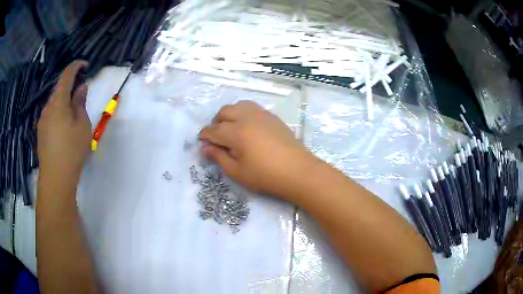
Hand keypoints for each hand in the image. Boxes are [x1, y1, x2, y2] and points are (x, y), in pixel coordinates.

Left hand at [38, 61, 90, 185]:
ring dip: (64, 102)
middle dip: (70, 87)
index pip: (66, 75)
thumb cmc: (71, 150)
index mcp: (58, 102)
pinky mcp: (41, 133)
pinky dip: (58, 113)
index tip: (85, 65)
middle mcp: (47, 108)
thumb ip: (80, 103)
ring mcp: (42, 121)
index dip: (76, 66)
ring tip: (73, 115)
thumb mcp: (82, 125)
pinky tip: (64, 128)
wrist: (55, 179)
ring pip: (54, 104)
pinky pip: (50, 115)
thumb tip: (81, 88)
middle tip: (81, 95)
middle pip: (59, 90)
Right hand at [199, 101, 313, 198]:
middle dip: (215, 122)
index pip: (214, 130)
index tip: (201, 141)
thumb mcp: (237, 172)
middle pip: (224, 112)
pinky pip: (252, 108)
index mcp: (236, 132)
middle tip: (216, 137)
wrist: (298, 171)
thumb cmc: (266, 176)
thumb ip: (219, 157)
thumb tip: (205, 148)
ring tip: (230, 128)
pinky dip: (243, 113)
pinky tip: (247, 127)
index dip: (205, 135)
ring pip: (239, 105)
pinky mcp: (272, 117)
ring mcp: (262, 114)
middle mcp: (247, 117)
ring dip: (230, 114)